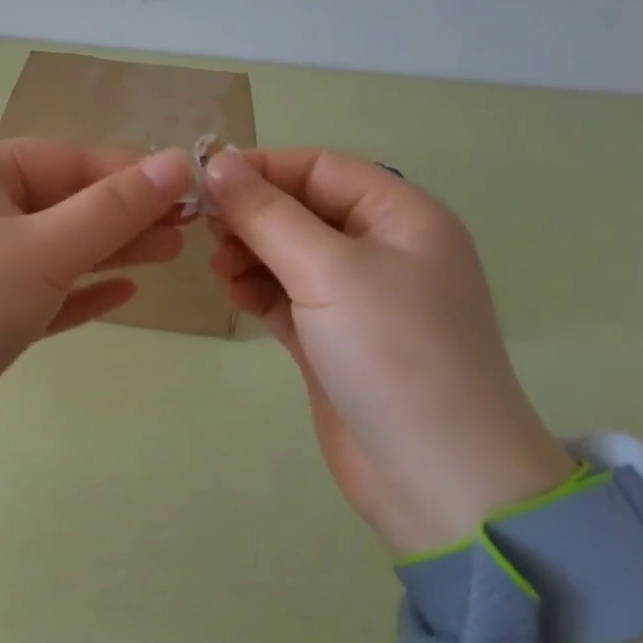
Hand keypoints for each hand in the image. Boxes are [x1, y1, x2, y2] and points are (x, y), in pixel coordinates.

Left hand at [0, 140, 191, 469]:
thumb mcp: (44, 248)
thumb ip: (113, 209)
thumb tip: (176, 163)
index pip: (64, 159)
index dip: (126, 172)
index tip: (184, 187)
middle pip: (61, 203)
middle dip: (123, 215)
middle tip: (186, 229)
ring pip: (53, 249)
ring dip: (109, 252)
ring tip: (170, 254)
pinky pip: (39, 292)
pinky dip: (78, 292)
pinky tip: (123, 295)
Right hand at [205, 147, 573, 551]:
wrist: (438, 479)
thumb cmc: (393, 353)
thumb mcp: (329, 270)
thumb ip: (267, 214)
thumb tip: (217, 162)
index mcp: (401, 216)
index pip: (321, 168)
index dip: (263, 168)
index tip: (204, 180)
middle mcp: (382, 249)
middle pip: (302, 209)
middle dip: (252, 214)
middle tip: (206, 232)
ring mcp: (359, 298)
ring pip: (290, 254)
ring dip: (250, 253)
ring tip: (219, 269)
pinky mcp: (335, 339)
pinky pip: (287, 296)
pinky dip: (259, 291)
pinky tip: (235, 296)